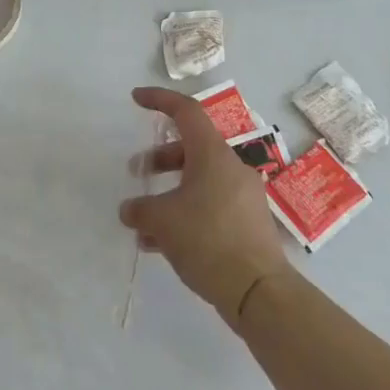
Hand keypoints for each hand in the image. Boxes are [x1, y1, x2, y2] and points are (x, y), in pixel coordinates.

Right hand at [122, 86, 290, 325]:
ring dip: (169, 191)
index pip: (186, 111)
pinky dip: (185, 213)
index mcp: (212, 155)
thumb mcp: (162, 221)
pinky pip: (210, 205)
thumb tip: (130, 210)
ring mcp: (243, 196)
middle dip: (160, 158)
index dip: (159, 99)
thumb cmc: (208, 240)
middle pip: (191, 148)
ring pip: (199, 180)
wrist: (259, 291)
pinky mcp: (248, 223)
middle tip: (136, 172)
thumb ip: (140, 209)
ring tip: (144, 219)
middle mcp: (231, 168)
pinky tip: (161, 243)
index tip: (136, 99)